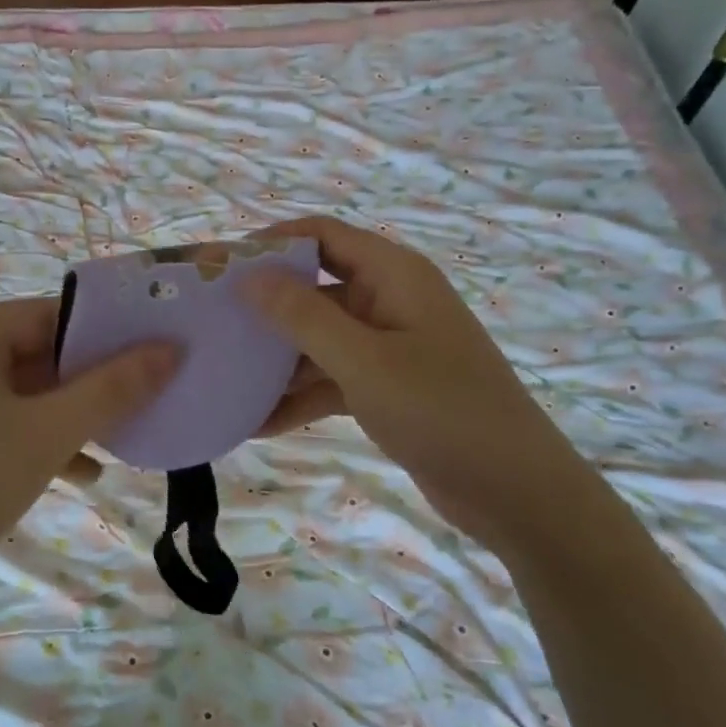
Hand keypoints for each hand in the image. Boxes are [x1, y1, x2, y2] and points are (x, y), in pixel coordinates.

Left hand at [0, 298, 178, 578]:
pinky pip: (2, 417)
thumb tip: (171, 348)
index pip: (55, 316)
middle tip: (146, 401)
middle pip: (40, 352)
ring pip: (25, 390)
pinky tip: (81, 472)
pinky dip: (39, 437)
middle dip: (92, 383)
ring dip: (71, 416)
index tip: (157, 357)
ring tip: (121, 440)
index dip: (110, 336)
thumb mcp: (49, 434)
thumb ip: (113, 388)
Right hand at [242, 217, 587, 549]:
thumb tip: (248, 275)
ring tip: (221, 377)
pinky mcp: (387, 387)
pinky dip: (299, 397)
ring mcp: (388, 346)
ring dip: (276, 361)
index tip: (220, 266)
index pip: (322, 235)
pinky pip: (331, 379)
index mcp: (393, 274)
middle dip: (265, 307)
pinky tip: (256, 423)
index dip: (271, 243)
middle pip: (315, 288)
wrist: (515, 491)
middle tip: (210, 324)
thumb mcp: (364, 361)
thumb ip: (303, 316)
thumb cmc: (441, 409)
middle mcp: (389, 300)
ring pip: (318, 339)